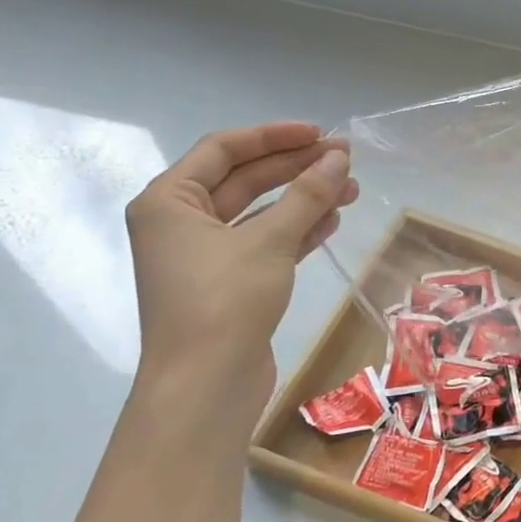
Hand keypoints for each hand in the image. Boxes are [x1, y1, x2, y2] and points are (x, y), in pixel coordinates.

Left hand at [126, 122, 358, 400]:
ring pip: (261, 212)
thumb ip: (307, 194)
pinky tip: (333, 220)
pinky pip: (267, 241)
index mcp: (169, 202)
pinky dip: (298, 229)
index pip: (223, 149)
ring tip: (352, 188)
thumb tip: (340, 159)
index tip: (321, 134)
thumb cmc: (224, 302)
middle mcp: (181, 223)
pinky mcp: (230, 282)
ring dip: (304, 198)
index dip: (274, 136)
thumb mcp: (270, 241)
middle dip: (296, 167)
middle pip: (245, 179)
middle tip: (346, 158)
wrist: (205, 387)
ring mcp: (205, 255)